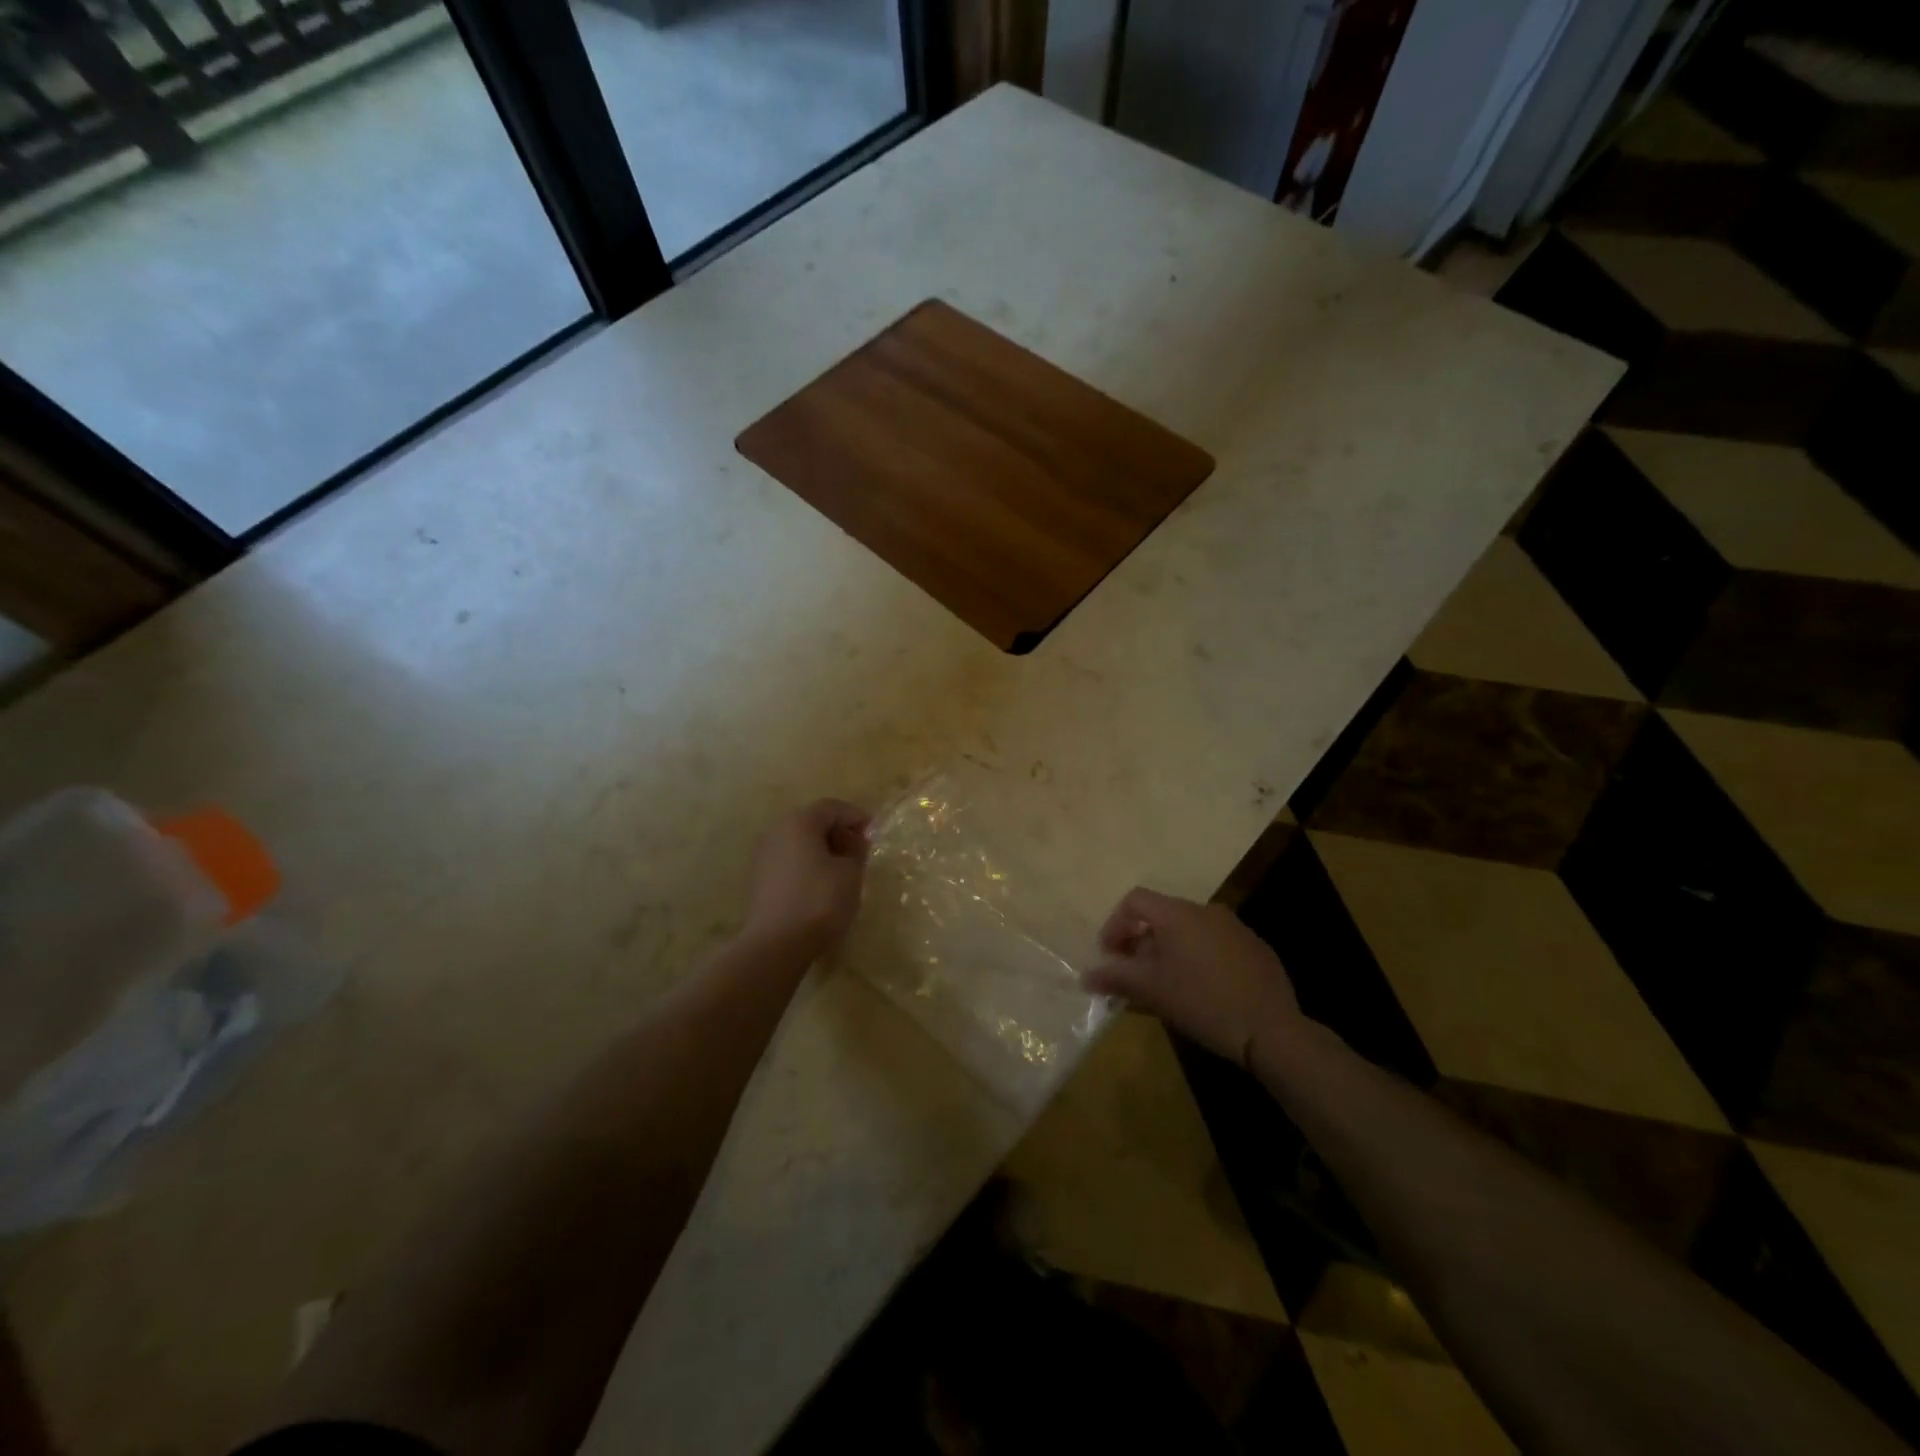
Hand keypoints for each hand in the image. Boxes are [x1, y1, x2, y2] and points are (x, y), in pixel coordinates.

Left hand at [743, 799, 870, 960]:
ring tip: (842, 869)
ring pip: (798, 842)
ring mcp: (762, 855)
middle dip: (838, 832)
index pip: (832, 807)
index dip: (855, 816)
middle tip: (860, 849)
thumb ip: (856, 850)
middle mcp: (776, 831)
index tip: (873, 830)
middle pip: (812, 822)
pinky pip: (788, 860)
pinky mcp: (758, 878)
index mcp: (800, 823)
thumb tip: (854, 840)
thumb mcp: (850, 873)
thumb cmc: (819, 901)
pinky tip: (820, 883)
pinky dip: (806, 864)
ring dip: (821, 849)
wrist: (775, 944)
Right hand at [1084, 887, 1303, 1068]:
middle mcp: (1206, 911)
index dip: (1115, 925)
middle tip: (1133, 973)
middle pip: (1161, 915)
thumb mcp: (1151, 990)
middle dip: (1140, 941)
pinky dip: (1197, 958)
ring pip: (1189, 930)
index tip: (1110, 955)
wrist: (1271, 1029)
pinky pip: (1214, 944)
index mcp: (1178, 914)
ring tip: (1163, 984)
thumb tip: (1086, 976)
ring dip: (1169, 950)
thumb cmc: (1201, 1002)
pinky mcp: (1255, 949)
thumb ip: (1116, 977)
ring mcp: (1235, 928)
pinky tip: (1199, 990)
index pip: (1135, 901)